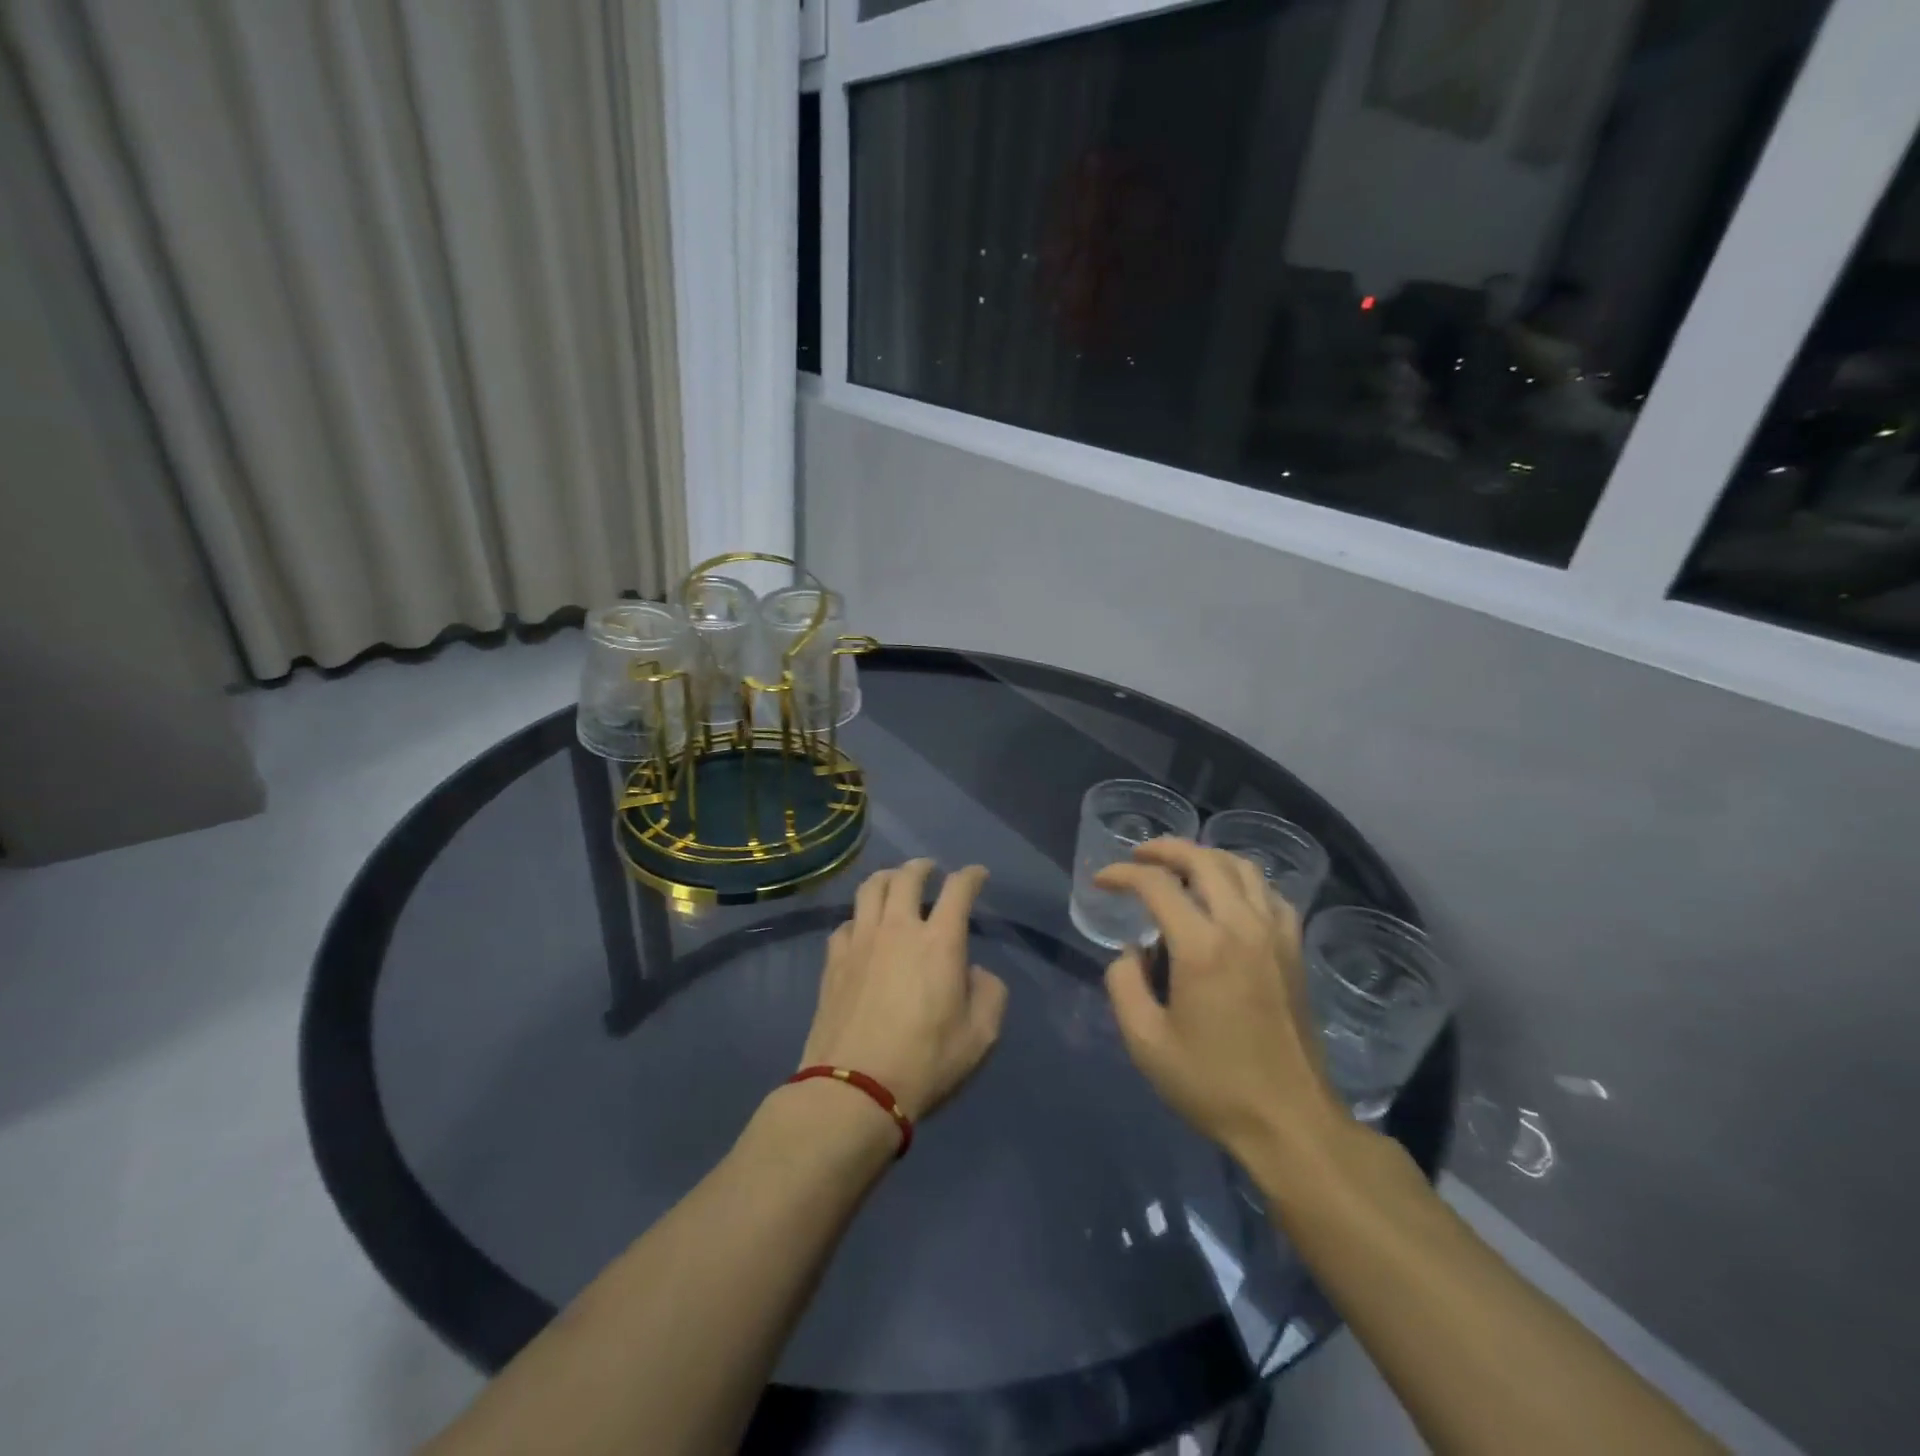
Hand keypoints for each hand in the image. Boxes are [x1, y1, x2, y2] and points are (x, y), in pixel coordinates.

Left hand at [800, 860, 1008, 1121]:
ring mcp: (861, 941)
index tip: (977, 874)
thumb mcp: (980, 1037)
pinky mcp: (834, 960)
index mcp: (939, 942)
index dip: (971, 876)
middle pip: (907, 876)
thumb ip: (989, 995)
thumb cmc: (925, 1063)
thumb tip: (976, 972)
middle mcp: (898, 928)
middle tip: (930, 870)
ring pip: (870, 888)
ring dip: (887, 878)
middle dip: (922, 867)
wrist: (854, 1089)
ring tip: (894, 883)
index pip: (958, 890)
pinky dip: (859, 917)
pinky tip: (863, 930)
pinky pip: (846, 923)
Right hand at [1097, 839, 1346, 1164]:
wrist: (1290, 1122)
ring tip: (1180, 869)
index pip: (1157, 885)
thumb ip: (1124, 985)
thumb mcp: (1145, 1043)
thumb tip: (1131, 953)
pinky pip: (1269, 894)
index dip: (1123, 875)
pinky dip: (1242, 881)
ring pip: (1242, 867)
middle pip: (1203, 860)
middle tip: (1137, 857)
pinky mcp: (1294, 951)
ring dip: (1205, 858)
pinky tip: (1228, 897)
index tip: (1102, 881)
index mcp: (1202, 946)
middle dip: (1164, 849)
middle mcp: (1242, 926)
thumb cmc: (1212, 1084)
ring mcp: (1275, 935)